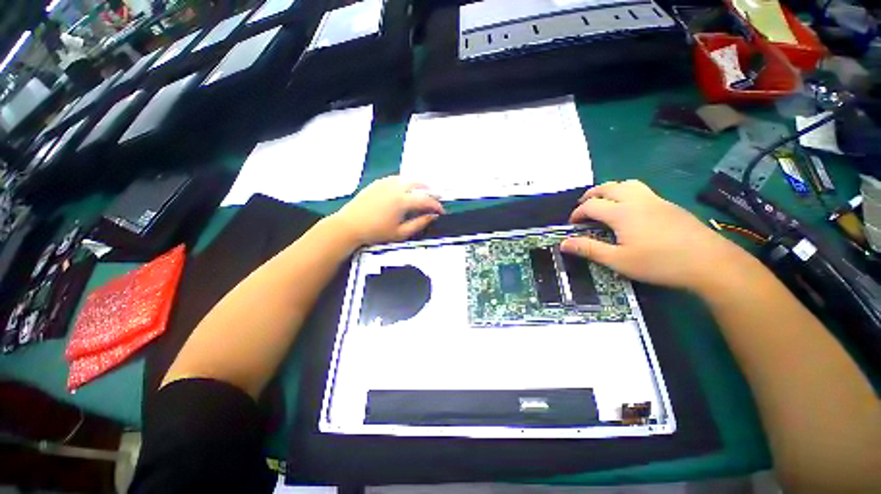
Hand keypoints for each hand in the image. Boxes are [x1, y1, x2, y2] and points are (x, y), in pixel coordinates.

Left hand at [331, 176, 444, 245]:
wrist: (350, 226)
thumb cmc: (376, 232)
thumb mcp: (400, 233)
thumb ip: (419, 224)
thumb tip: (433, 216)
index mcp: (402, 201)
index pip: (426, 200)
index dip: (436, 206)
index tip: (442, 211)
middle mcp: (396, 188)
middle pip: (419, 184)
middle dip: (431, 191)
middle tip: (436, 198)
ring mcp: (386, 183)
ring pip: (408, 179)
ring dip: (419, 184)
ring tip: (425, 191)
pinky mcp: (378, 183)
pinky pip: (396, 178)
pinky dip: (406, 182)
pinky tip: (406, 188)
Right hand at [560, 180, 753, 291]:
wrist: (710, 262)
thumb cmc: (660, 263)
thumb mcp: (618, 260)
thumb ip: (589, 249)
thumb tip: (563, 244)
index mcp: (622, 212)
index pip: (591, 205)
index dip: (577, 213)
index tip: (572, 225)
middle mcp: (637, 200)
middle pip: (608, 187)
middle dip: (591, 195)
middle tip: (583, 208)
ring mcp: (656, 200)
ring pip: (627, 184)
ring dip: (610, 190)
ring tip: (604, 203)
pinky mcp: (669, 205)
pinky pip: (642, 190)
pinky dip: (627, 194)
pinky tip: (630, 211)